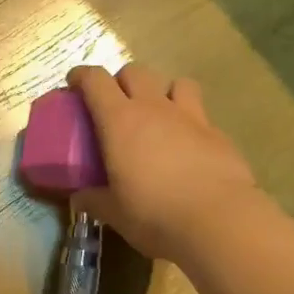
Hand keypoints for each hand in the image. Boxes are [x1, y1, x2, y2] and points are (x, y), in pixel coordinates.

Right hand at [67, 64, 256, 261]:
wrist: (218, 221)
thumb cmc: (154, 213)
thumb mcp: (114, 212)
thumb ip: (94, 200)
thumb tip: (79, 198)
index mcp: (120, 121)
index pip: (96, 80)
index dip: (82, 76)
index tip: (74, 83)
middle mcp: (154, 108)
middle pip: (135, 72)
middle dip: (121, 81)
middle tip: (115, 104)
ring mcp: (190, 117)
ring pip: (176, 82)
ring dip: (163, 91)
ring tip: (159, 114)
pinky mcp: (218, 134)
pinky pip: (200, 114)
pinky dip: (190, 122)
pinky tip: (189, 146)